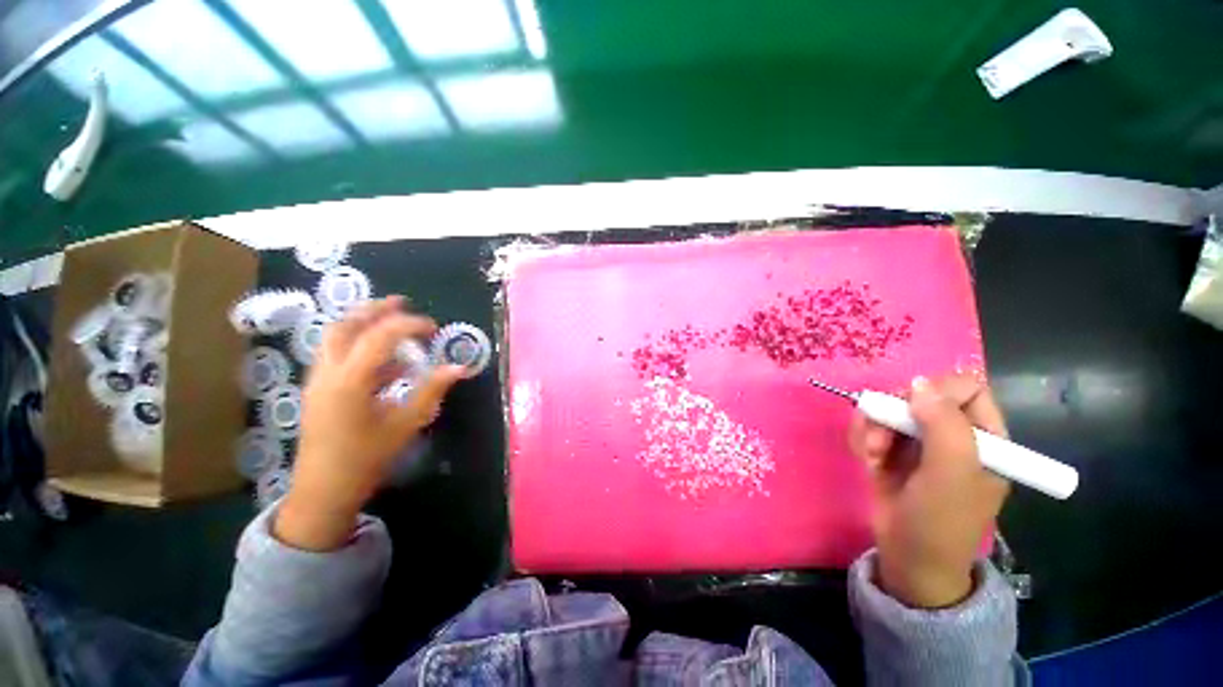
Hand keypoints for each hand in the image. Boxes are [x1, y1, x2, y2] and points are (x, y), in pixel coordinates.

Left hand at [275, 296, 465, 550]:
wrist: (323, 491)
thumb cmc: (366, 459)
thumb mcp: (406, 424)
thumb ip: (432, 390)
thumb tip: (459, 367)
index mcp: (350, 380)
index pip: (380, 336)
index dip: (409, 324)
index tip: (433, 328)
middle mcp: (328, 373)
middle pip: (345, 326)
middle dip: (374, 309)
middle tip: (401, 303)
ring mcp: (318, 380)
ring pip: (335, 338)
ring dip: (363, 323)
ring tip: (391, 322)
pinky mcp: (318, 390)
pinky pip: (336, 356)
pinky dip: (359, 346)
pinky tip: (385, 360)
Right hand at [848, 374, 1009, 607]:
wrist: (908, 560)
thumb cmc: (940, 521)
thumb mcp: (952, 475)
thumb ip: (944, 426)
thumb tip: (918, 384)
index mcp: (984, 438)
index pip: (966, 388)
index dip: (937, 391)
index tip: (912, 410)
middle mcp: (951, 435)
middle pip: (918, 395)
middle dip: (894, 413)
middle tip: (882, 438)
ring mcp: (918, 443)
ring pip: (889, 409)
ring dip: (873, 427)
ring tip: (871, 454)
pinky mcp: (890, 451)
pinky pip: (871, 425)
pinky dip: (863, 436)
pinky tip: (866, 458)